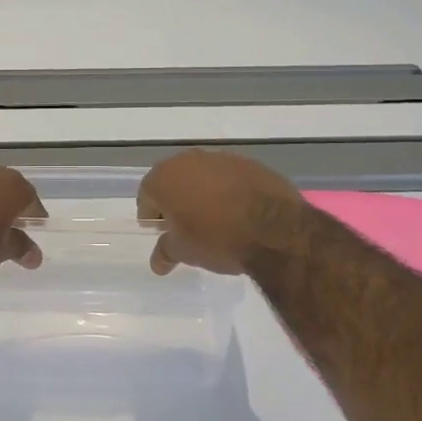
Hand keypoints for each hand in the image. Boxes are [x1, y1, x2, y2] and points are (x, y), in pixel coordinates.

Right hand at [137, 149, 305, 275]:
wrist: (274, 229)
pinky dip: (227, 190)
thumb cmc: (216, 238)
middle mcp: (188, 160)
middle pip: (173, 179)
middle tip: (184, 225)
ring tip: (213, 218)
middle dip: (175, 200)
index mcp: (164, 177)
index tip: (160, 230)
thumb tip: (157, 262)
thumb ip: (166, 251)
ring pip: (202, 175)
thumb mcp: (184, 251)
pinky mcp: (248, 163)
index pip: (146, 194)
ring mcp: (220, 158)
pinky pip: (228, 176)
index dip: (151, 214)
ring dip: (202, 192)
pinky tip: (238, 211)